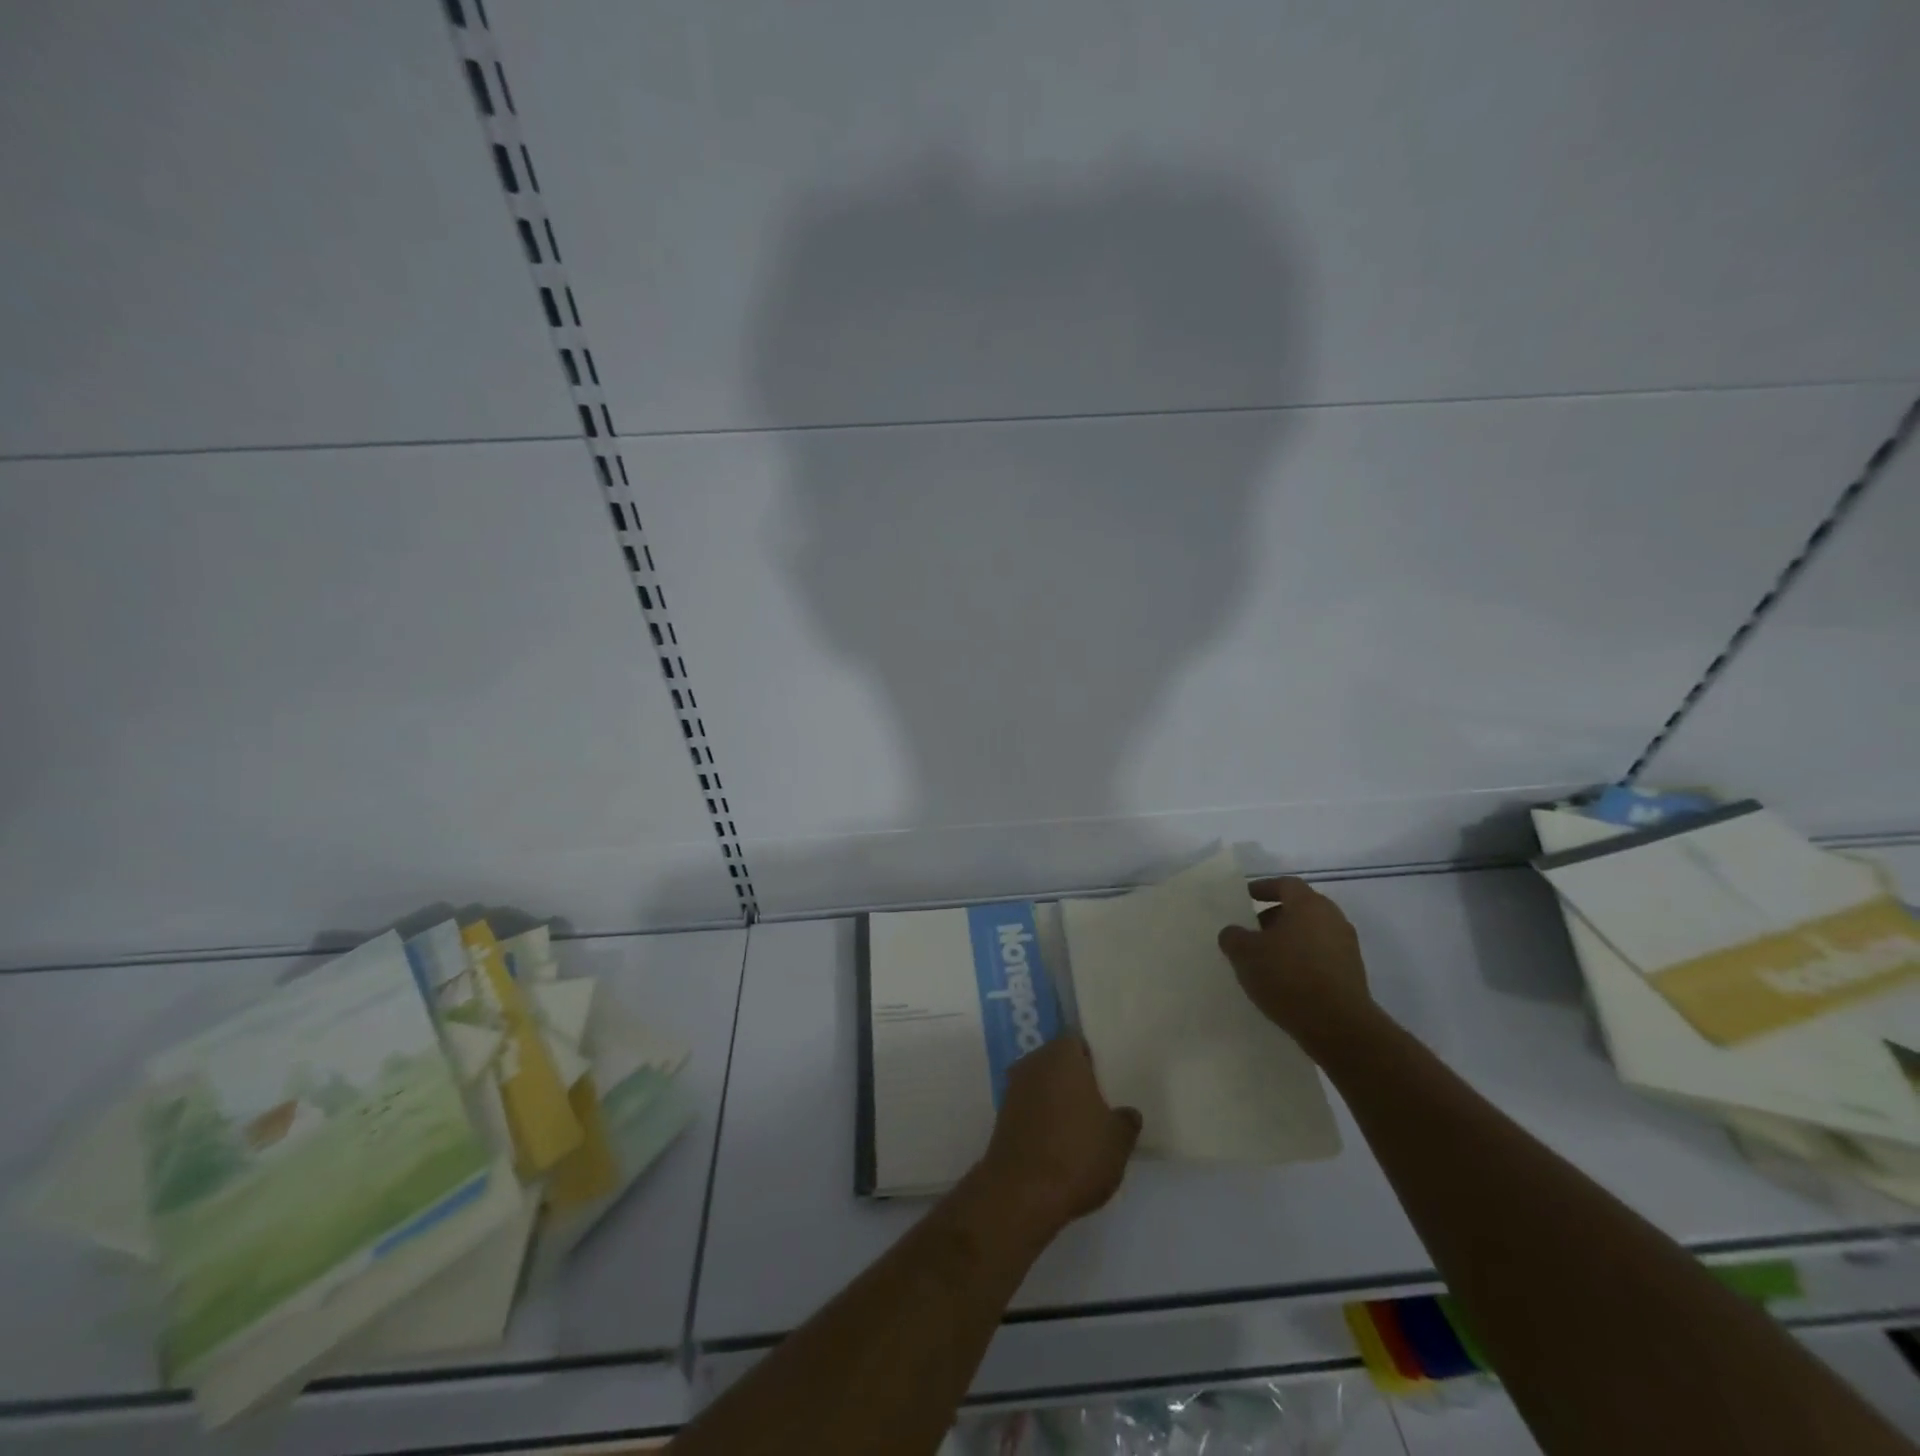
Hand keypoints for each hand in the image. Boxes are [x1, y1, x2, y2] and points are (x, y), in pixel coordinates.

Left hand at [975, 1037, 1140, 1235]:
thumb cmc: (1077, 1153)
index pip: (1077, 1042)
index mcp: (1062, 1055)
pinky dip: (1041, 1118)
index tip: (1106, 1079)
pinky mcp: (1002, 1117)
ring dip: (1056, 1099)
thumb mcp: (1118, 1141)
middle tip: (1097, 1102)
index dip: (1092, 1059)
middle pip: (1056, 1062)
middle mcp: (1033, 1063)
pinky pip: (1029, 1107)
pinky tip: (1057, 1142)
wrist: (1022, 1192)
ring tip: (1080, 1126)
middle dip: (1074, 1078)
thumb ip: (1126, 1121)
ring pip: (1041, 1084)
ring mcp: (1013, 1089)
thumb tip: (1128, 1113)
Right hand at [1217, 876, 1372, 1049]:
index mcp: (1309, 904)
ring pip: (1311, 933)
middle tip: (1252, 931)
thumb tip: (1233, 932)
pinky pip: (1321, 956)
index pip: (1285, 884)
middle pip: (1300, 908)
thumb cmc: (1288, 977)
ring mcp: (1347, 947)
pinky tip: (1285, 980)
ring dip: (1289, 941)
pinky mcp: (1352, 974)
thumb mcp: (1245, 954)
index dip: (1263, 888)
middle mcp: (1333, 918)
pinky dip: (1302, 960)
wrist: (1338, 1026)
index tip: (1246, 897)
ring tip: (1265, 959)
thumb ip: (1233, 937)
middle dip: (1274, 917)